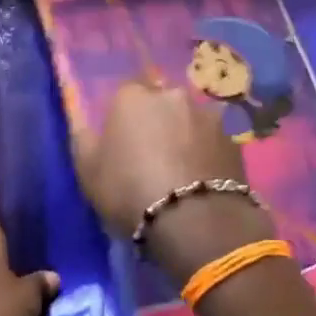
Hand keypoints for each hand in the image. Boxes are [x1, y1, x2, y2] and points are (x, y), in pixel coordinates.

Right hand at [71, 82, 269, 278]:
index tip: (121, 143)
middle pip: (160, 102)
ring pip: (189, 120)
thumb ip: (83, 138)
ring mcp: (206, 115)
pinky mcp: (233, 140)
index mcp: (132, 96)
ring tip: (181, 170)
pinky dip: (206, 153)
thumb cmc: (128, 190)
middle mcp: (171, 94)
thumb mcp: (87, 170)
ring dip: (184, 135)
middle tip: (151, 155)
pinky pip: (211, 142)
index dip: (122, 118)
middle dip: (157, 121)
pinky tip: (202, 180)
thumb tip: (82, 120)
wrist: (193, 220)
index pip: (123, 95)